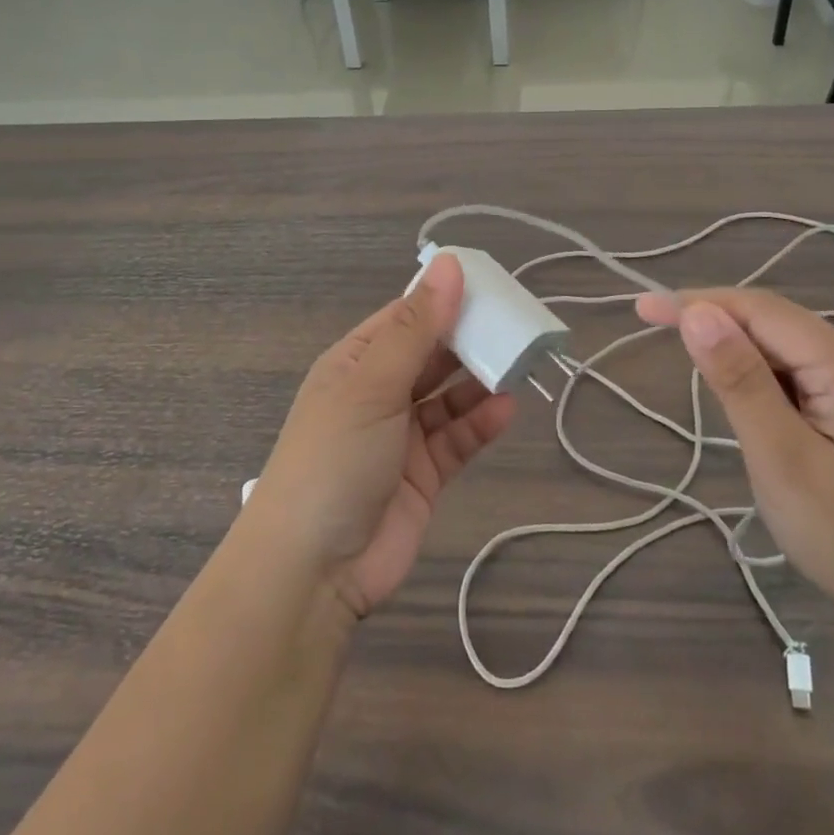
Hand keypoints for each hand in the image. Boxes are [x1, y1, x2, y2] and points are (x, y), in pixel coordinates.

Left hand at [251, 254, 517, 621]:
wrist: (312, 571)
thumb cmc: (334, 458)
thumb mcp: (372, 384)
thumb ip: (416, 328)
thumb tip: (448, 263)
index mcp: (356, 362)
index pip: (405, 317)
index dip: (444, 298)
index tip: (491, 283)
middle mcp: (378, 393)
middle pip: (431, 354)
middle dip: (469, 339)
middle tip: (518, 323)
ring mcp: (401, 435)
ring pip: (449, 396)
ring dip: (480, 380)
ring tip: (522, 362)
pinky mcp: (424, 475)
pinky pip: (458, 438)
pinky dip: (481, 423)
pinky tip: (508, 408)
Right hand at [637, 287, 833, 649]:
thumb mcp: (783, 461)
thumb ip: (740, 382)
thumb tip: (697, 314)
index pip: (761, 310)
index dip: (698, 302)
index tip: (642, 310)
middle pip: (775, 323)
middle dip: (716, 324)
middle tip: (656, 337)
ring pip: (787, 349)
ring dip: (739, 355)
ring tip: (704, 385)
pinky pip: (802, 374)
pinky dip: (764, 380)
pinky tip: (751, 408)